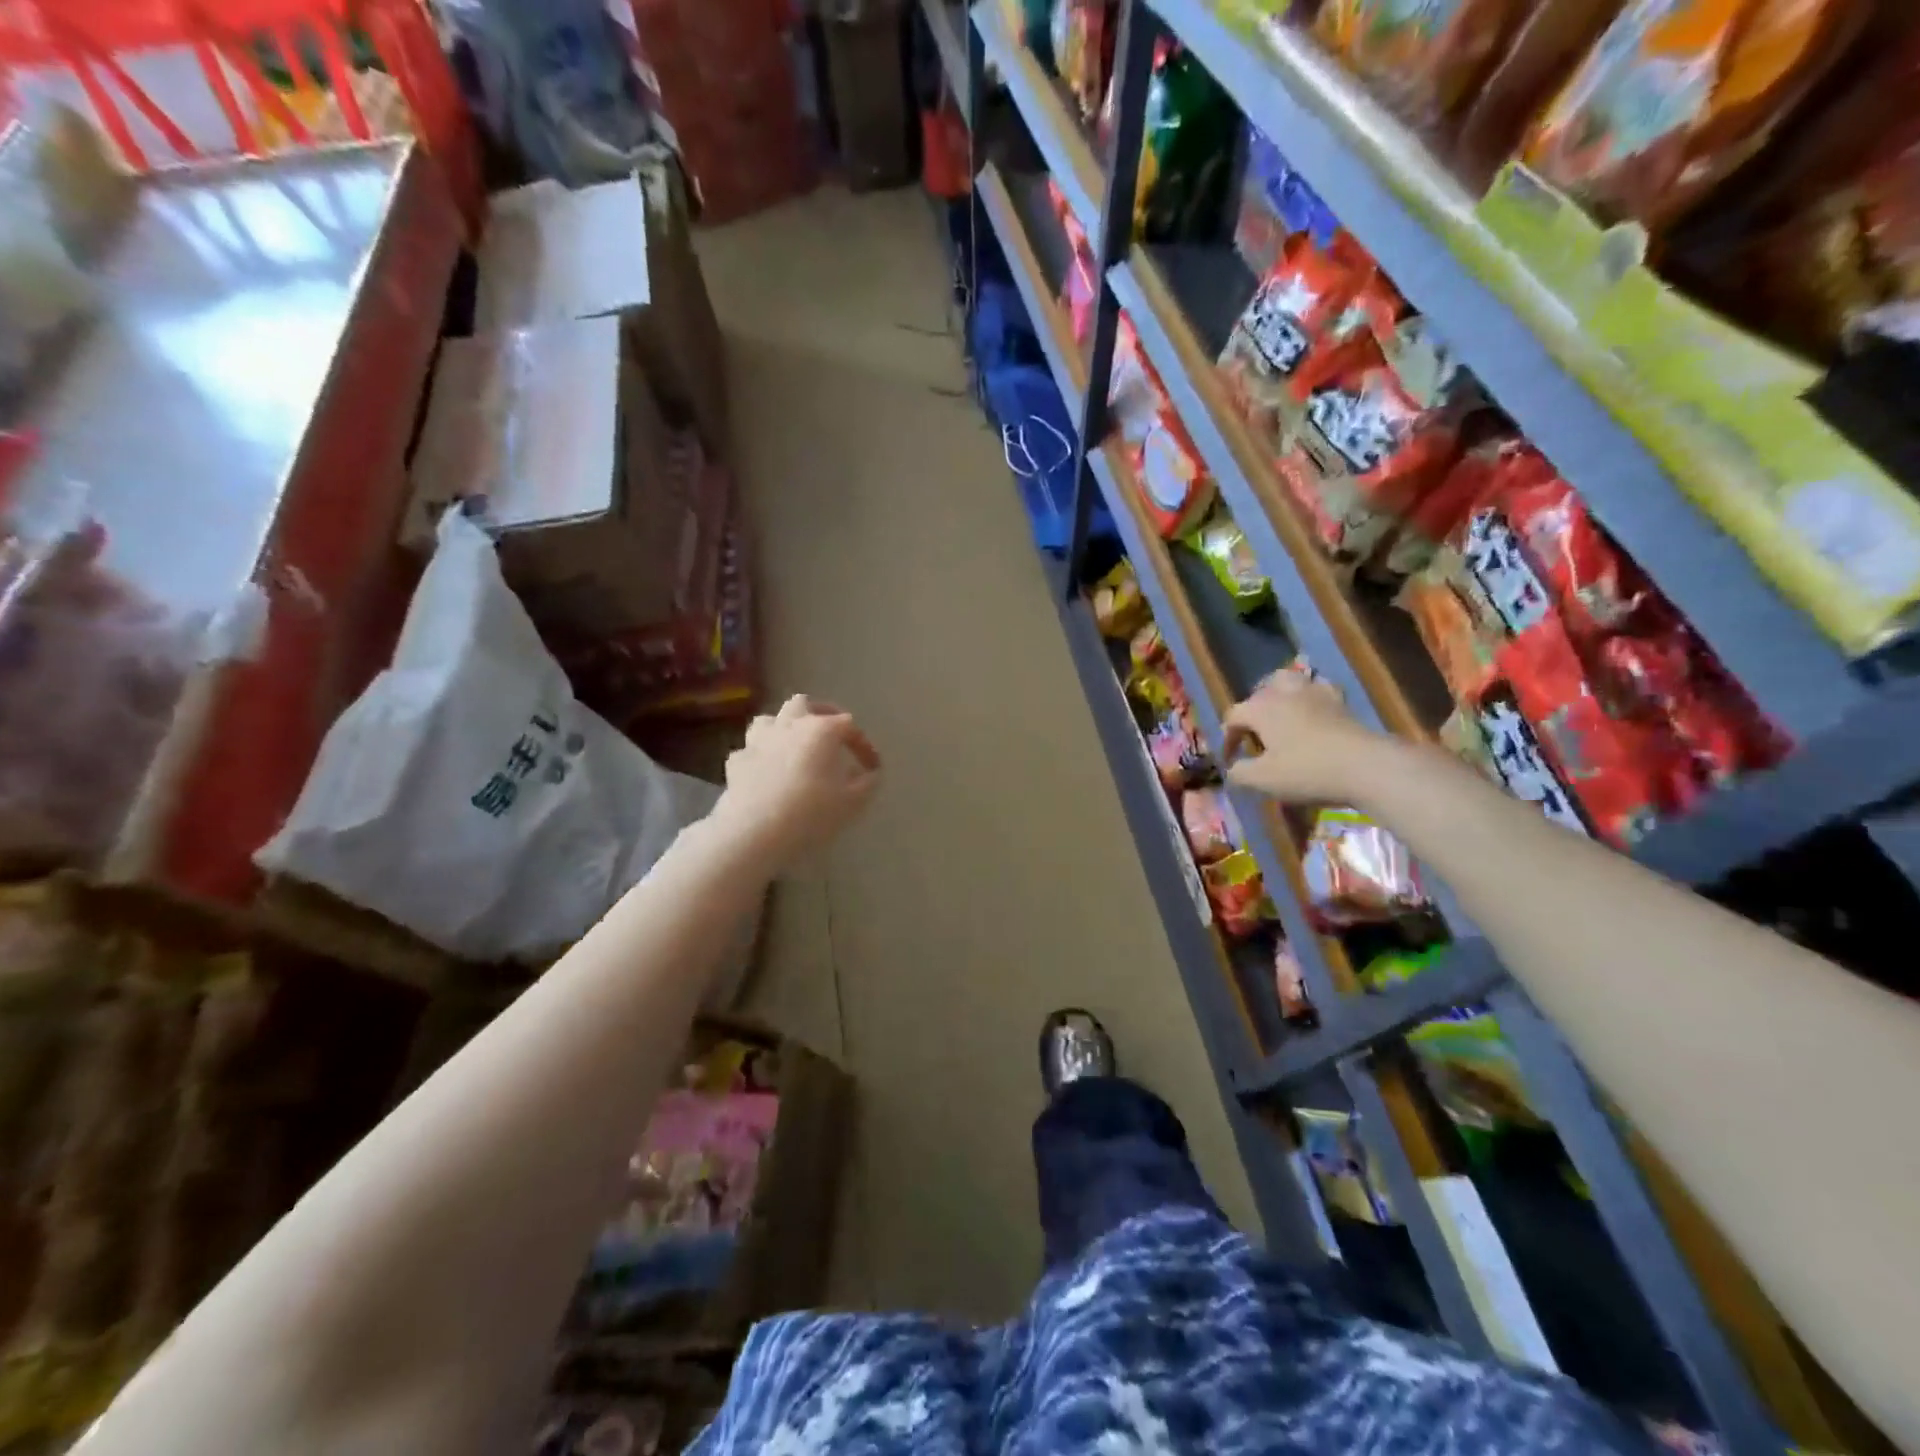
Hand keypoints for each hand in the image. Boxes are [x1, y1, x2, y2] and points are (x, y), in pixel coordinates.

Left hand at [712, 695, 881, 874]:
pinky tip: (766, 772)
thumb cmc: (811, 813)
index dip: (863, 745)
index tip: (872, 768)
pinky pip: (751, 750)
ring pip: (770, 719)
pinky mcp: (736, 762)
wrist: (754, 832)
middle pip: (803, 704)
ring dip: (783, 728)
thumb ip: (866, 783)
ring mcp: (758, 741)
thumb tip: (869, 774)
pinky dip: (761, 756)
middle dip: (818, 714)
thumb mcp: (852, 803)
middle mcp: (789, 725)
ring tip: (793, 747)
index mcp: (821, 730)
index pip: (849, 726)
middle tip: (829, 734)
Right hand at [1222, 672, 1394, 804]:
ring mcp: (1315, 693)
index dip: (1227, 738)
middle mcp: (1284, 693)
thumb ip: (1239, 773)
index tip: (1230, 760)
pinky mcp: (1340, 702)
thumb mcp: (1263, 780)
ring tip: (1280, 713)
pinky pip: (1319, 689)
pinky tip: (1313, 711)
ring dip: (1279, 694)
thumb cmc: (1307, 771)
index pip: (1233, 716)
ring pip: (1290, 681)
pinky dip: (1311, 696)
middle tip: (1254, 734)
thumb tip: (1231, 769)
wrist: (1366, 766)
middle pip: (1260, 692)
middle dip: (1252, 711)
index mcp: (1261, 708)